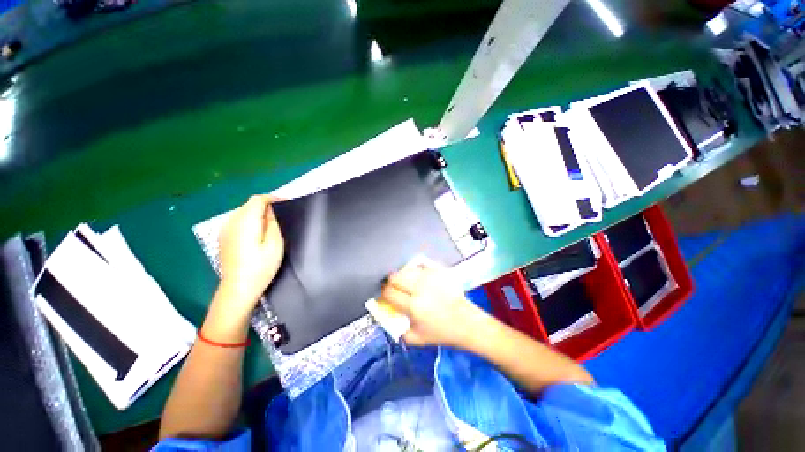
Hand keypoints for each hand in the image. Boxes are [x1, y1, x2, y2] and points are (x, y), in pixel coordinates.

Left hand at [218, 195, 284, 314]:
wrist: (238, 288)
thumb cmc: (261, 267)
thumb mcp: (275, 244)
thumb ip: (272, 223)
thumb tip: (270, 211)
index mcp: (245, 222)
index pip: (257, 200)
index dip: (272, 198)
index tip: (285, 202)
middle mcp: (231, 222)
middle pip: (248, 204)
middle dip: (265, 205)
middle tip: (280, 215)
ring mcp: (224, 230)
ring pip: (242, 212)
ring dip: (256, 213)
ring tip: (270, 224)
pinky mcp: (223, 237)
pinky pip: (237, 221)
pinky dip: (248, 220)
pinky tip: (256, 233)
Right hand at [378, 257, 487, 347]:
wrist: (466, 322)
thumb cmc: (441, 332)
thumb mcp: (416, 338)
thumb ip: (397, 328)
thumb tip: (385, 313)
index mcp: (414, 307)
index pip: (389, 293)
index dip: (383, 293)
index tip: (385, 295)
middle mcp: (421, 288)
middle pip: (395, 277)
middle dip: (391, 282)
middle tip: (394, 288)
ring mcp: (431, 277)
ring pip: (406, 269)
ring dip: (402, 276)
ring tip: (406, 283)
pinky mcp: (439, 271)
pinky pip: (420, 265)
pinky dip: (415, 271)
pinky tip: (417, 277)